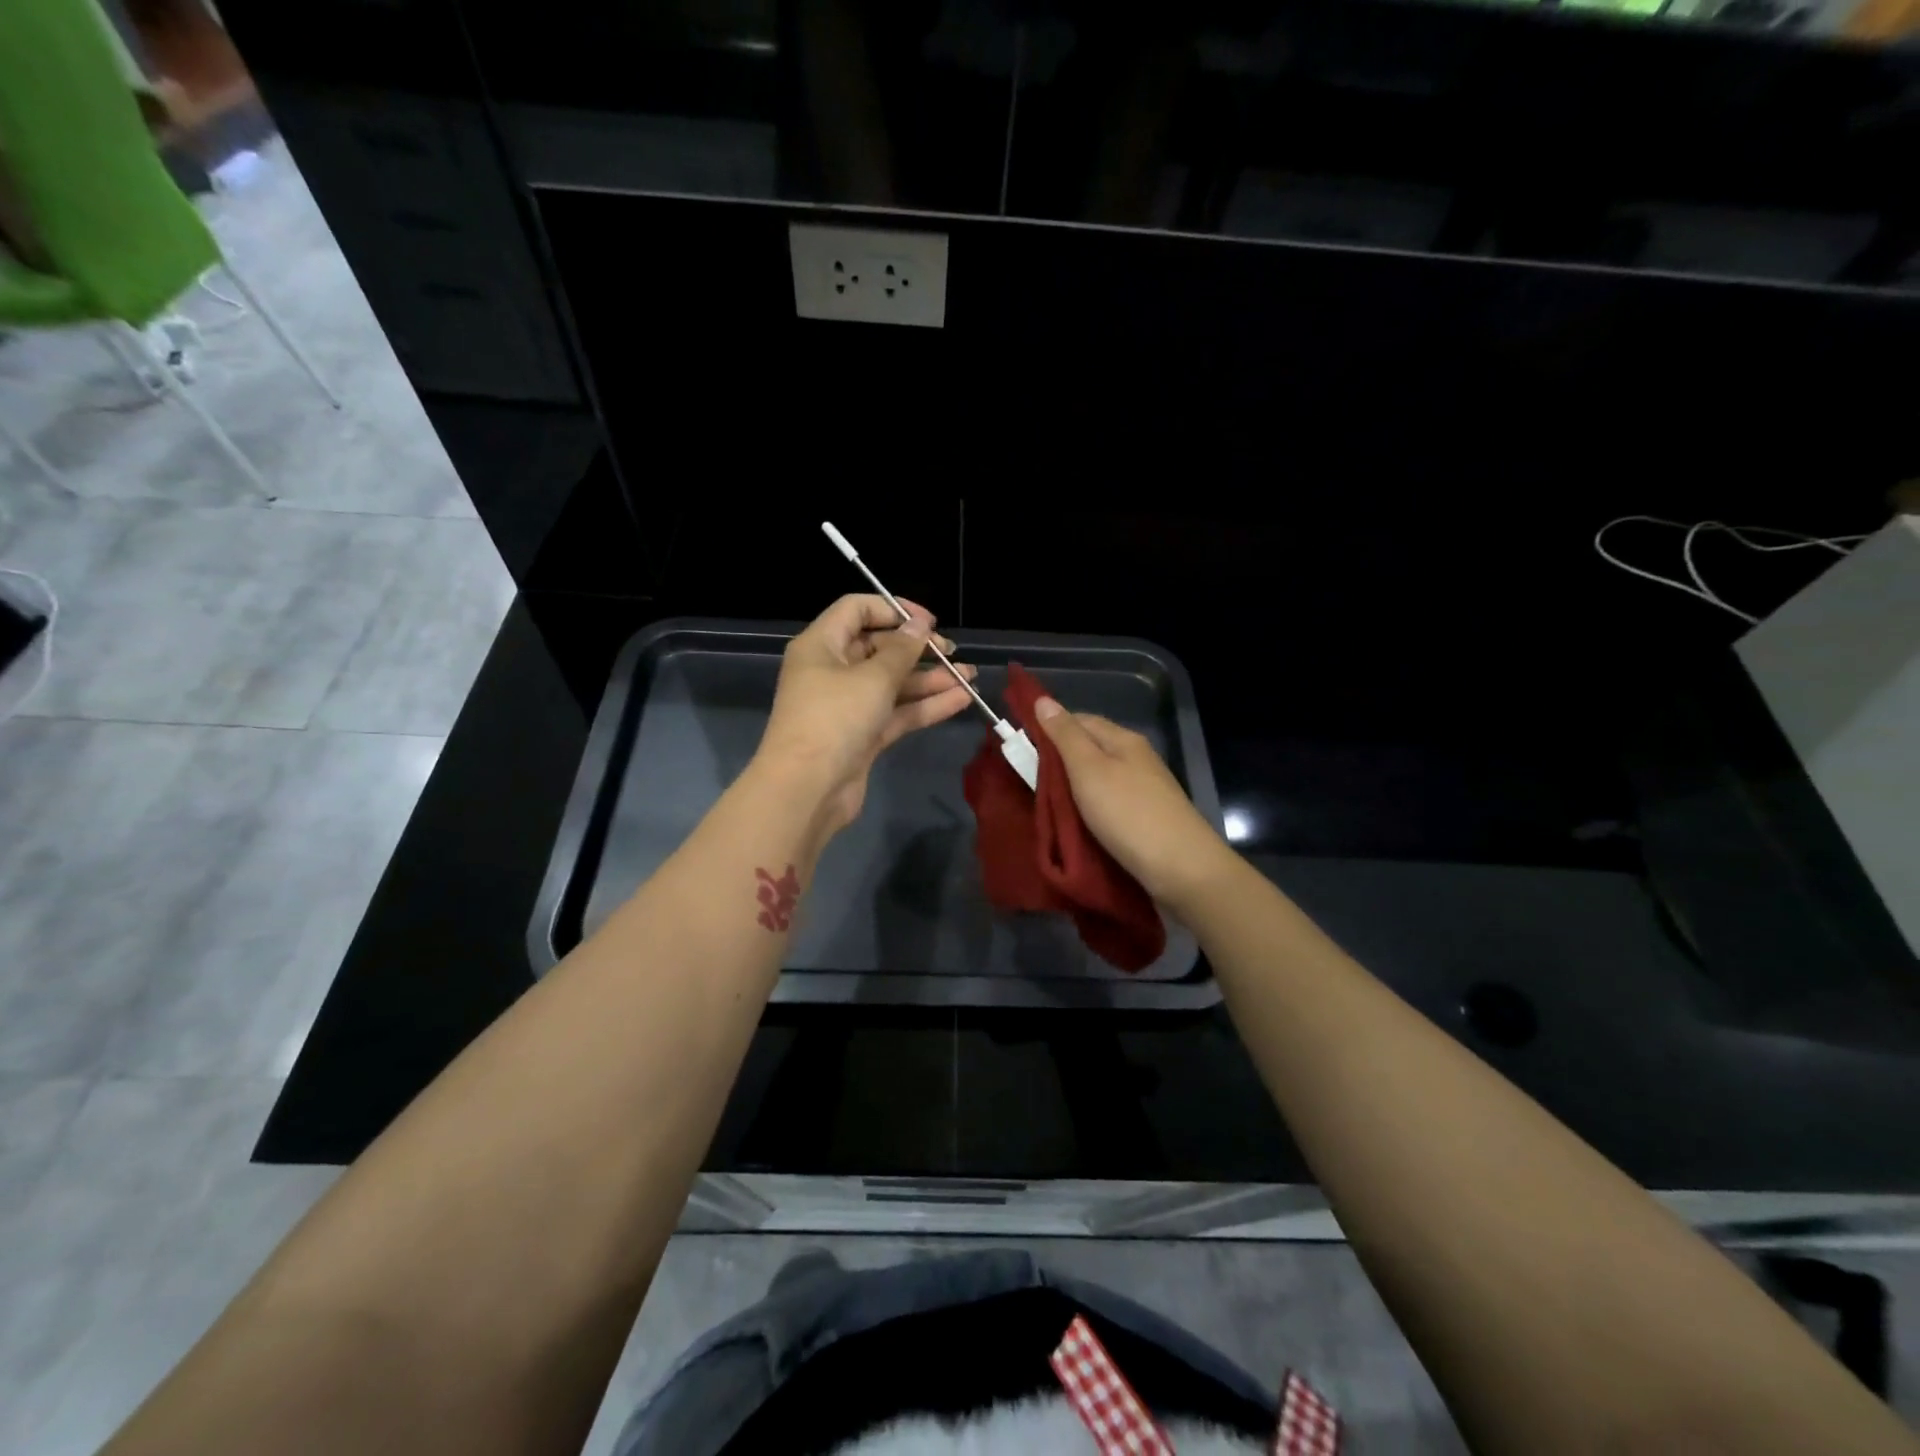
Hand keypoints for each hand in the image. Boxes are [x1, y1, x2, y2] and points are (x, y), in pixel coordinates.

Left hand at [756, 594, 977, 835]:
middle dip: (918, 649)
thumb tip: (920, 625)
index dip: (894, 609)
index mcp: (821, 646)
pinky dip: (925, 705)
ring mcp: (848, 705)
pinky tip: (960, 700)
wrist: (808, 790)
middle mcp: (832, 671)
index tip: (929, 622)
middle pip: (878, 648)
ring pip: (893, 683)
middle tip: (952, 652)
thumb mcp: (873, 678)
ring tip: (969, 676)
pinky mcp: (863, 735)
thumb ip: (902, 650)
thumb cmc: (835, 719)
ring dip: (929, 679)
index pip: (856, 610)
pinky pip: (897, 712)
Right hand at [1033, 697, 1234, 909]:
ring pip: (1099, 778)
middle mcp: (1136, 758)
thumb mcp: (1089, 769)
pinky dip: (1088, 808)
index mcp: (1123, 739)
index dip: (1049, 728)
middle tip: (1027, 779)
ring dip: (1073, 787)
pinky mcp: (1146, 818)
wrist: (1182, 869)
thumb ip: (1065, 735)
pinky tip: (1076, 822)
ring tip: (1046, 803)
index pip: (1079, 719)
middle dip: (1059, 760)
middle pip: (1089, 749)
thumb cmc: (1129, 814)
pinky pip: (1109, 802)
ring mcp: (1144, 789)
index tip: (1021, 746)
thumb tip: (1043, 699)